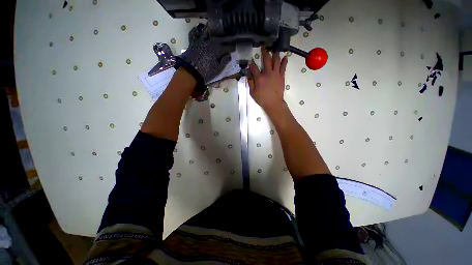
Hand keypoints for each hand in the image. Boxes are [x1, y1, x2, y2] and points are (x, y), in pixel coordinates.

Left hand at [178, 24, 232, 83]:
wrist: (190, 72)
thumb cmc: (205, 72)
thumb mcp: (217, 70)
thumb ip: (224, 62)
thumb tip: (228, 55)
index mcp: (217, 50)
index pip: (226, 47)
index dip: (231, 48)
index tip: (234, 49)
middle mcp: (209, 42)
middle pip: (219, 39)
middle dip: (225, 40)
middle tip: (228, 41)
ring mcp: (201, 41)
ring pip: (208, 33)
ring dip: (213, 32)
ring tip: (215, 31)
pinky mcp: (193, 43)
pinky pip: (195, 34)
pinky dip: (197, 30)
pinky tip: (198, 29)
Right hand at [248, 47, 287, 115]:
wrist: (274, 103)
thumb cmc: (262, 99)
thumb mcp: (253, 93)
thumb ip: (250, 83)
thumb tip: (248, 76)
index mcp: (259, 78)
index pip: (254, 68)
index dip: (251, 64)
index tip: (250, 61)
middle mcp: (268, 73)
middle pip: (266, 60)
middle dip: (264, 52)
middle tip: (263, 47)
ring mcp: (276, 74)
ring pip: (276, 61)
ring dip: (275, 54)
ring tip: (274, 50)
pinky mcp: (281, 76)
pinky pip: (283, 67)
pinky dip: (284, 61)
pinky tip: (285, 57)